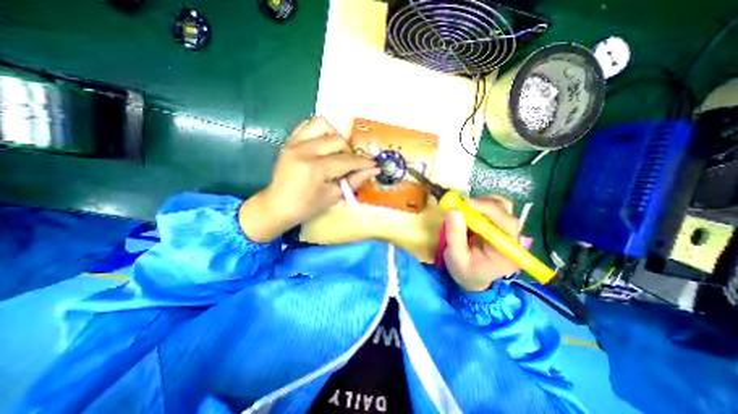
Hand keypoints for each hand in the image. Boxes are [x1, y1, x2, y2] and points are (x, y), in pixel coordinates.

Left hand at [240, 116, 376, 241]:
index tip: (373, 164)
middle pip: (338, 140)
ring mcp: (294, 144)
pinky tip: (324, 144)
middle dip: (350, 151)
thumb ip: (354, 181)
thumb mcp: (333, 196)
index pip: (347, 160)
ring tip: (337, 152)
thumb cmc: (307, 207)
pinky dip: (320, 131)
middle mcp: (305, 151)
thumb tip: (373, 170)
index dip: (363, 162)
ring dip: (335, 136)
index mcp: (316, 169)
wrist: (277, 206)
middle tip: (352, 164)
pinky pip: (307, 125)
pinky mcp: (289, 142)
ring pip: (322, 125)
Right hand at [440, 196, 519, 292]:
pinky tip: (471, 209)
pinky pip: (496, 207)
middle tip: (460, 204)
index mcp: (506, 250)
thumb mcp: (456, 258)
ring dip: (483, 201)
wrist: (474, 278)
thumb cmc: (465, 271)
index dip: (487, 209)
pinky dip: (482, 203)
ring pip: (503, 205)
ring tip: (465, 208)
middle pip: (506, 211)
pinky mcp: (499, 224)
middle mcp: (512, 238)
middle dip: (482, 203)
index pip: (505, 223)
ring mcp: (507, 229)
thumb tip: (453, 210)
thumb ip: (455, 236)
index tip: (465, 203)